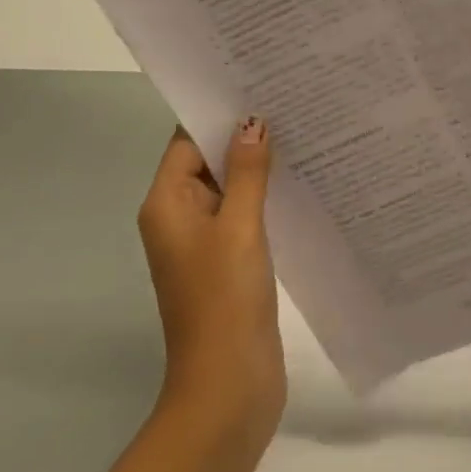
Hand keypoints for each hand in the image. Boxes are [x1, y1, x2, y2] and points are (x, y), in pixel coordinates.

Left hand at [138, 118, 285, 446]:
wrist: (228, 387)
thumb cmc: (225, 300)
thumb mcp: (238, 227)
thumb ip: (246, 172)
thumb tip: (252, 122)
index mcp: (167, 204)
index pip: (188, 141)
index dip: (218, 112)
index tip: (256, 84)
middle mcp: (179, 218)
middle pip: (208, 161)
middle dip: (244, 135)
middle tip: (290, 100)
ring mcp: (205, 242)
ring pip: (231, 188)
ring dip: (259, 166)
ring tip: (303, 131)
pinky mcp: (229, 262)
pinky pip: (244, 215)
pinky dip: (266, 197)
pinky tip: (302, 181)